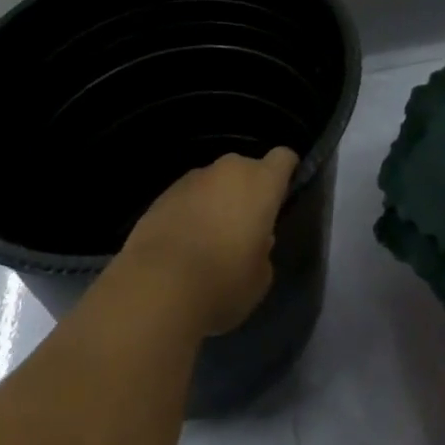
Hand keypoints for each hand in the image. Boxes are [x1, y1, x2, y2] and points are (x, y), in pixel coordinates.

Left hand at [115, 148, 298, 336]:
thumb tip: (254, 240)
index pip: (283, 158)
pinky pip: (187, 198)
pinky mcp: (163, 194)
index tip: (283, 192)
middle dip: (247, 191)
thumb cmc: (222, 282)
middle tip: (244, 228)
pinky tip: (182, 247)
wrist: (157, 286)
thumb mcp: (259, 279)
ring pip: (214, 183)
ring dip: (216, 202)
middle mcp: (228, 170)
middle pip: (246, 170)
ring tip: (208, 241)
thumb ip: (263, 251)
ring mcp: (193, 178)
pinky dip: (189, 213)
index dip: (286, 170)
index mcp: (261, 183)